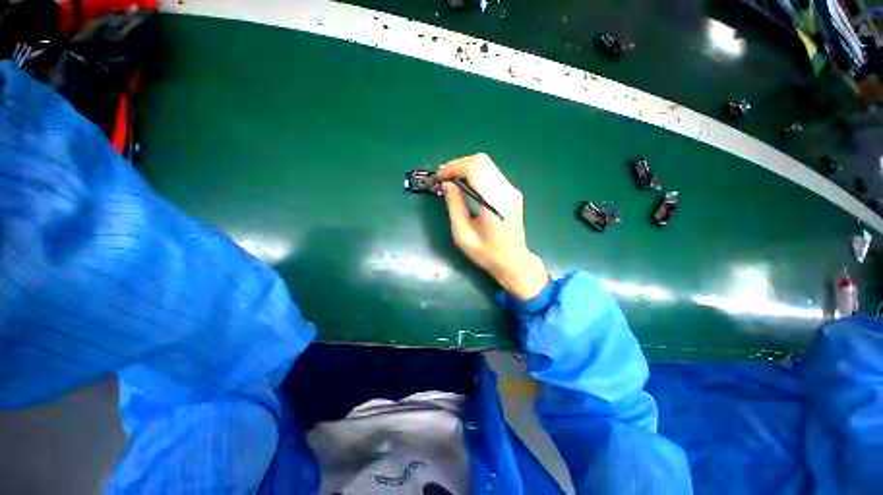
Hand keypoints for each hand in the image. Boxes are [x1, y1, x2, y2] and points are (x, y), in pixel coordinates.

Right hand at [438, 153, 547, 300]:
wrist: (514, 261)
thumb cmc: (487, 254)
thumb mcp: (463, 235)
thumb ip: (455, 206)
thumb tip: (447, 184)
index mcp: (495, 203)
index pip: (475, 169)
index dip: (454, 168)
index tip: (440, 177)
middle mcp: (507, 191)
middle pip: (481, 161)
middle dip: (458, 165)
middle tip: (444, 178)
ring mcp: (512, 190)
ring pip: (486, 164)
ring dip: (466, 168)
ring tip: (451, 182)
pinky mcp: (512, 192)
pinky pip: (491, 173)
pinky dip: (474, 174)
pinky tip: (466, 186)